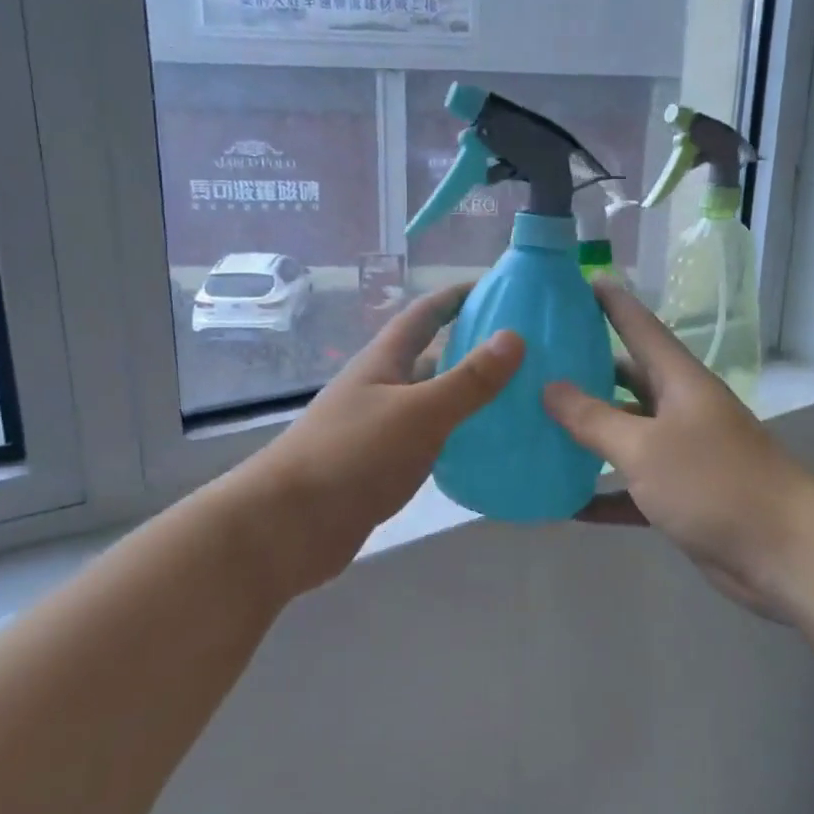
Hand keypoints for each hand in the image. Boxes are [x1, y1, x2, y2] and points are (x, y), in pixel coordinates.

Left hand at [250, 285, 522, 560]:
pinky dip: (456, 436)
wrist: (290, 526)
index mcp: (384, 362)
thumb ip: (467, 379)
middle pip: (430, 357)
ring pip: (431, 402)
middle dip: (471, 347)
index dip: (456, 296)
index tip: (498, 288)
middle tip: (524, 350)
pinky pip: (428, 440)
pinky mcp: (381, 466)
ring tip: (518, 396)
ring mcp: (379, 428)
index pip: (423, 314)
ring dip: (466, 395)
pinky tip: (486, 447)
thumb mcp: (418, 412)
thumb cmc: (352, 456)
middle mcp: (380, 388)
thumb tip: (515, 336)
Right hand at [543, 279, 811, 619]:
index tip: (579, 280)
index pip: (640, 327)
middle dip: (586, 369)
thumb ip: (594, 418)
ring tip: (536, 424)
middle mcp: (680, 410)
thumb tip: (549, 387)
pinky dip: (601, 493)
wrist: (785, 553)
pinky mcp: (680, 497)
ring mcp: (682, 454)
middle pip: (627, 379)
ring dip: (588, 434)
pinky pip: (630, 488)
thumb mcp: (645, 447)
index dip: (611, 303)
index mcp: (679, 382)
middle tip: (538, 361)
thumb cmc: (714, 483)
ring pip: (625, 434)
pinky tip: (563, 501)